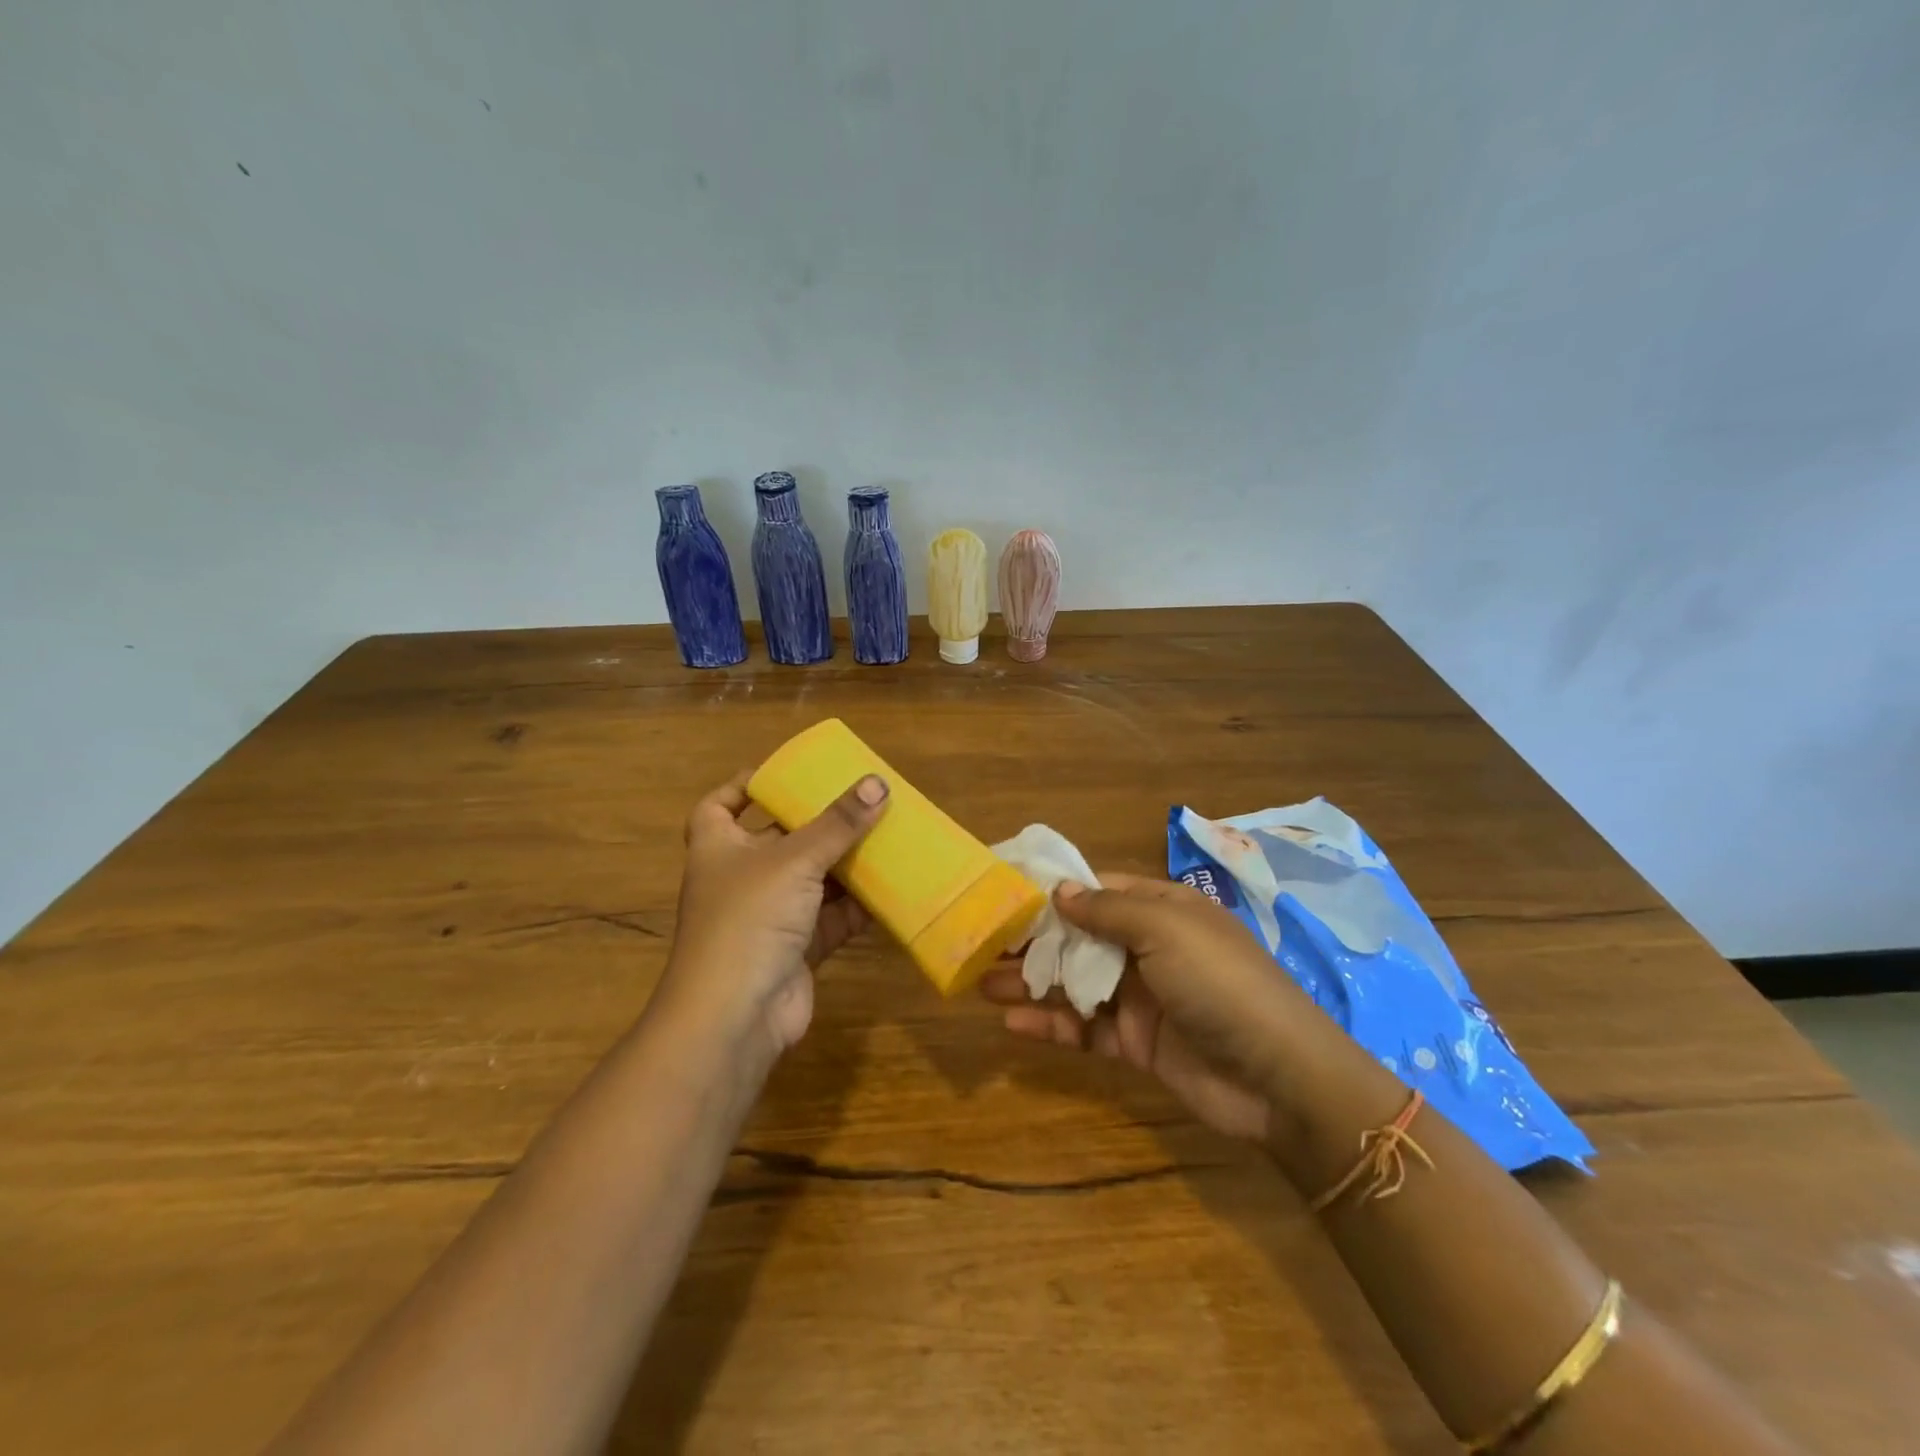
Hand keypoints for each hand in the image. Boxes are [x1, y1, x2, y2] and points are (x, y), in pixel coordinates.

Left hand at [657, 770, 889, 1059]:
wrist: (735, 1016)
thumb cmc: (750, 918)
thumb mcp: (794, 859)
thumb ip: (838, 823)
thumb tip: (878, 784)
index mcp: (719, 846)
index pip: (720, 805)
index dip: (744, 787)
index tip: (782, 775)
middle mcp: (740, 878)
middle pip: (779, 839)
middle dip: (817, 823)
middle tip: (858, 801)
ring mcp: (768, 916)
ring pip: (811, 880)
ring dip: (845, 864)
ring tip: (885, 836)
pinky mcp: (796, 949)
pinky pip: (831, 918)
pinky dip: (857, 906)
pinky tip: (891, 889)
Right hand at [981, 873, 1325, 1141]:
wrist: (1279, 1078)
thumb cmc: (1220, 983)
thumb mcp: (1166, 929)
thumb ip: (1107, 909)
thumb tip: (1057, 889)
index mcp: (1161, 909)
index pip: (1097, 890)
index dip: (1053, 890)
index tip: (1005, 891)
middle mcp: (1148, 947)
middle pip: (1078, 936)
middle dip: (1033, 938)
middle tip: (980, 941)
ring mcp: (1141, 997)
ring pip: (1075, 982)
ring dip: (1032, 980)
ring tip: (981, 980)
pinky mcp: (1135, 1043)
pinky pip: (1084, 1028)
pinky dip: (1050, 1023)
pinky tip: (1012, 1022)